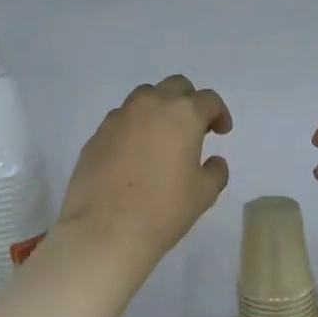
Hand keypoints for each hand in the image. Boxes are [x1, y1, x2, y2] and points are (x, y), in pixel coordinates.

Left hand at [57, 75, 232, 270]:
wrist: (104, 229)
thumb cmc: (163, 210)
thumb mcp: (204, 194)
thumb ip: (215, 171)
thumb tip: (213, 161)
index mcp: (183, 114)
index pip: (208, 100)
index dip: (219, 113)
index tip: (221, 132)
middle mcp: (150, 105)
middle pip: (175, 86)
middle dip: (188, 101)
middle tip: (193, 128)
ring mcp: (119, 117)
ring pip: (144, 97)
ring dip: (159, 109)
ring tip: (162, 138)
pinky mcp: (96, 134)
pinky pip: (121, 120)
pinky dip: (134, 127)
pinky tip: (135, 155)